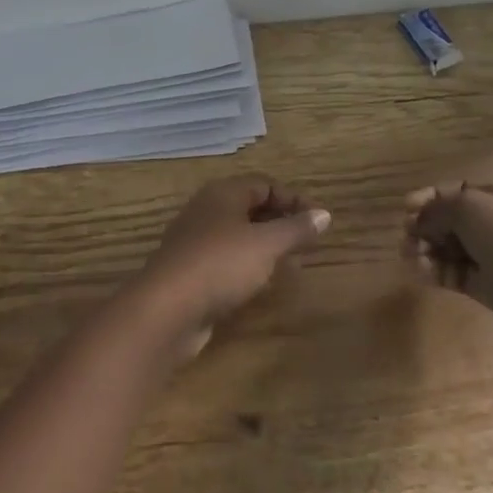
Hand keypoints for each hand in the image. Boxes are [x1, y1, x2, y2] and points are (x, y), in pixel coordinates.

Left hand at [133, 175, 330, 359]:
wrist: (166, 308)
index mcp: (223, 193)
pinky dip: (247, 265)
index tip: (318, 222)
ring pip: (238, 234)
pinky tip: (261, 284)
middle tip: (308, 243)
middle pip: (250, 207)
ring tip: (291, 264)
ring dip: (265, 246)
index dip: (293, 199)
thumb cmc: (221, 264)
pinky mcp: (190, 270)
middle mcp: (207, 210)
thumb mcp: (266, 245)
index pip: (264, 184)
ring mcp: (195, 240)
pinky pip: (226, 259)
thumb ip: (296, 229)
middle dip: (280, 222)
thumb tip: (325, 213)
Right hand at [402, 182, 492, 353]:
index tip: (405, 207)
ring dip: (428, 249)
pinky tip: (418, 271)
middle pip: (455, 221)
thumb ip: (438, 209)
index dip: (431, 197)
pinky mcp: (492, 289)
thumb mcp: (469, 207)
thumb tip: (419, 219)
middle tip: (405, 234)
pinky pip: (458, 274)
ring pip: (454, 249)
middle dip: (427, 225)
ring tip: (407, 254)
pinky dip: (437, 271)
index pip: (461, 192)